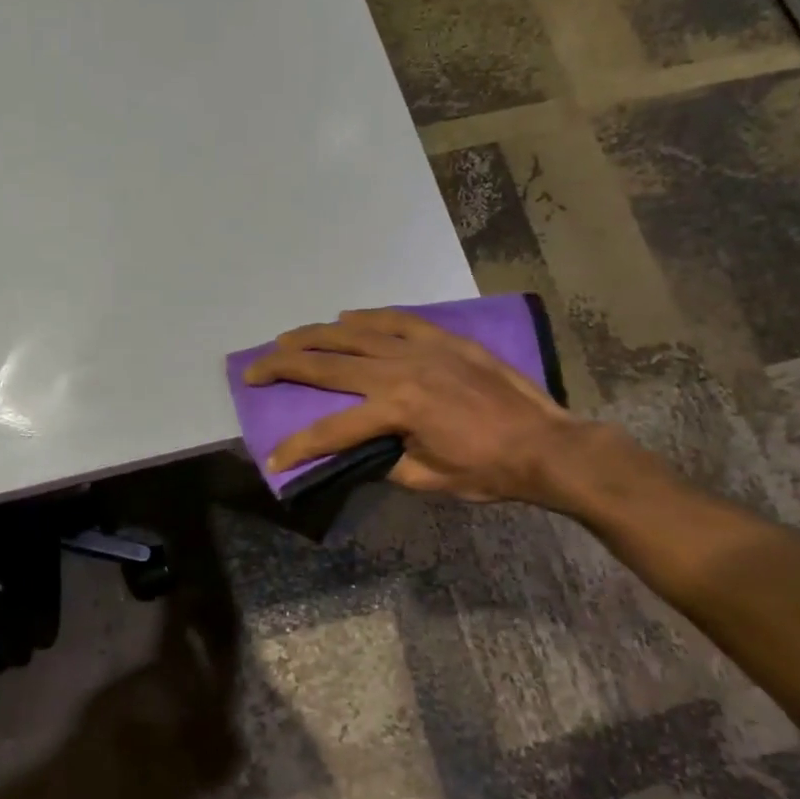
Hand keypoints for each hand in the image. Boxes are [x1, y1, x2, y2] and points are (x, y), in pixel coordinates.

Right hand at [243, 309, 626, 506]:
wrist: (546, 444)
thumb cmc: (488, 471)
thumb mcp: (428, 479)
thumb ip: (383, 463)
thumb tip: (356, 453)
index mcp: (396, 409)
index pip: (331, 430)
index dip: (298, 447)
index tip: (274, 460)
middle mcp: (400, 369)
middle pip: (328, 365)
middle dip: (284, 367)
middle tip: (253, 370)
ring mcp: (422, 347)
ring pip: (354, 335)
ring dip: (314, 336)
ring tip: (285, 340)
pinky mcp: (443, 338)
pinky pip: (395, 320)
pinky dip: (366, 319)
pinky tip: (345, 319)